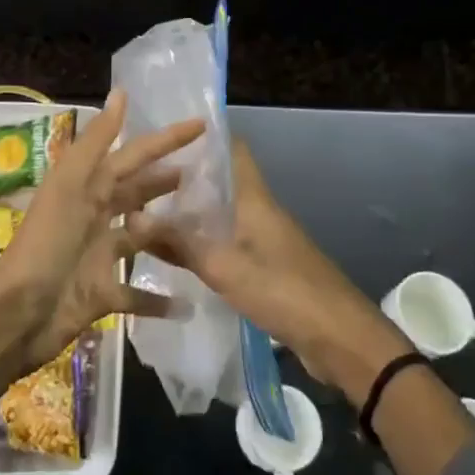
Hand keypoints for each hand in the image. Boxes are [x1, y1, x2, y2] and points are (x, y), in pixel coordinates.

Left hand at [0, 90, 205, 372]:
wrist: (17, 313)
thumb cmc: (46, 243)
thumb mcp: (70, 185)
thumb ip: (97, 141)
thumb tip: (121, 92)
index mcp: (87, 187)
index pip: (134, 154)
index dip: (166, 139)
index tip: (201, 125)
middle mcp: (94, 215)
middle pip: (137, 193)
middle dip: (165, 181)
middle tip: (205, 175)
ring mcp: (98, 256)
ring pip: (141, 239)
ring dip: (168, 235)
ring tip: (204, 231)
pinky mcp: (101, 294)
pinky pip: (136, 294)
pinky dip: (158, 299)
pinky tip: (186, 304)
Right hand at [128, 138, 408, 405]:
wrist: (340, 339)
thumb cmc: (284, 291)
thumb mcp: (225, 267)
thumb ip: (180, 243)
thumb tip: (134, 217)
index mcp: (254, 198)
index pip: (232, 149)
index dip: (203, 137)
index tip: (165, 135)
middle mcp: (260, 211)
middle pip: (222, 182)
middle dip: (187, 178)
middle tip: (144, 178)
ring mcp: (266, 240)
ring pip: (224, 214)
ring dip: (194, 213)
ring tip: (152, 213)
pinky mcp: (268, 268)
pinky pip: (230, 243)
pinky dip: (205, 243)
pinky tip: (180, 254)